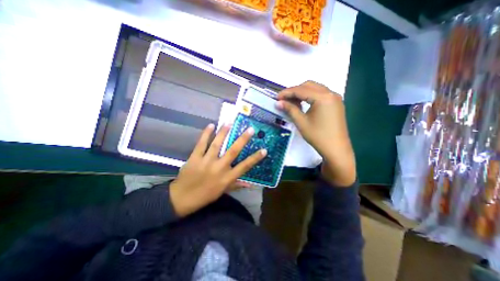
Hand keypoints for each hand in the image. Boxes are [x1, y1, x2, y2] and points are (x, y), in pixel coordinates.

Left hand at [170, 123, 266, 216]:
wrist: (182, 198)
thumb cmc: (205, 196)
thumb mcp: (223, 191)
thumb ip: (237, 185)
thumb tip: (250, 184)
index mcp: (227, 177)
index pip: (245, 166)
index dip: (255, 158)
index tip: (264, 150)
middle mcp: (219, 167)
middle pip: (233, 151)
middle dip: (242, 139)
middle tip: (250, 129)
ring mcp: (206, 161)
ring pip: (217, 144)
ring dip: (224, 132)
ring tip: (229, 122)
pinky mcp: (195, 157)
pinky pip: (201, 144)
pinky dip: (206, 134)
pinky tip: (211, 125)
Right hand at [277, 82, 355, 186]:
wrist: (336, 149)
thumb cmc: (318, 136)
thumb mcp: (301, 122)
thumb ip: (290, 109)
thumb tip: (278, 103)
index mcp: (323, 97)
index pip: (301, 90)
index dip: (287, 93)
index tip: (277, 98)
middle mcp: (331, 93)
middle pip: (308, 85)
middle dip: (294, 91)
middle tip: (284, 100)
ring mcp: (335, 98)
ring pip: (315, 88)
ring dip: (302, 93)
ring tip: (292, 102)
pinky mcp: (336, 103)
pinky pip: (321, 94)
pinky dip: (310, 96)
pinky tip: (304, 104)